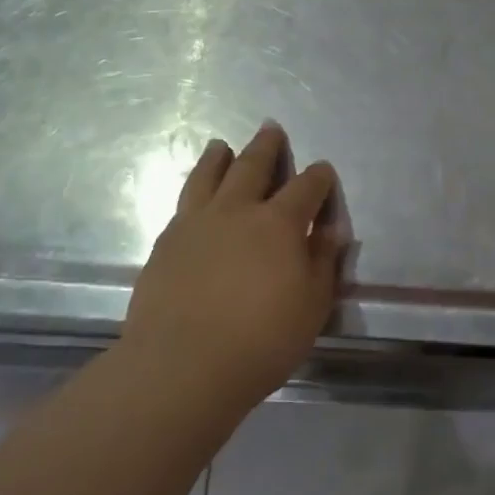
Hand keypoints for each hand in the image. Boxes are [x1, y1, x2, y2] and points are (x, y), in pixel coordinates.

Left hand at [121, 124, 346, 413]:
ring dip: (217, 157)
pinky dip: (194, 190)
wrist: (181, 366)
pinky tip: (195, 196)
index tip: (323, 171)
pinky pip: (182, 204)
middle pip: (252, 167)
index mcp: (279, 222)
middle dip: (266, 147)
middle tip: (270, 128)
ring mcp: (195, 225)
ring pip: (208, 177)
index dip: (319, 177)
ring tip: (220, 145)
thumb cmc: (262, 339)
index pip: (306, 187)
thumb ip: (323, 261)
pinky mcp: (165, 244)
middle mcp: (237, 211)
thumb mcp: (313, 304)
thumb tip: (330, 229)